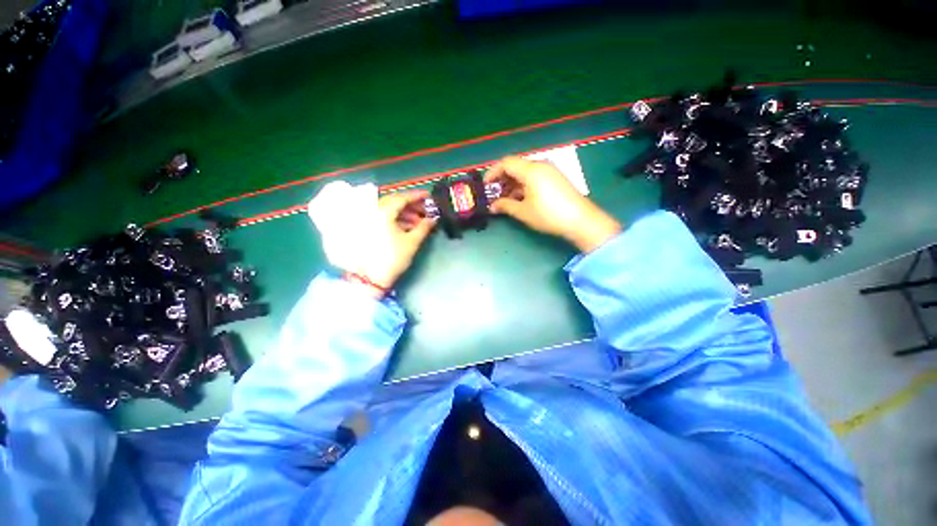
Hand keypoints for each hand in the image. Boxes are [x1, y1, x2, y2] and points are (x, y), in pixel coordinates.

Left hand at [364, 191, 435, 291]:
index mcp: (382, 212)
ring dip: (405, 214)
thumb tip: (433, 219)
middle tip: (426, 211)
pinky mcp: (367, 229)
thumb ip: (424, 227)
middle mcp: (373, 212)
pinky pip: (383, 219)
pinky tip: (408, 227)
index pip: (401, 198)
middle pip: (394, 203)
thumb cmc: (393, 258)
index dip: (417, 196)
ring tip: (419, 222)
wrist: (370, 278)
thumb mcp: (412, 242)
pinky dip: (396, 220)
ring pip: (389, 211)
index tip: (429, 196)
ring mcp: (368, 220)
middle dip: (411, 206)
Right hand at [484, 156, 620, 251]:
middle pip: (515, 166)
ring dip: (512, 184)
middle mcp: (540, 165)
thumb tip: (492, 206)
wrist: (580, 220)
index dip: (492, 173)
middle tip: (494, 195)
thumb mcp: (523, 212)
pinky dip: (524, 185)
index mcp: (531, 170)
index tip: (485, 186)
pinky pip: (534, 176)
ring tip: (506, 200)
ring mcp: (550, 171)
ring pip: (525, 172)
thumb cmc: (548, 215)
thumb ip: (505, 206)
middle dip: (502, 180)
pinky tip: (521, 198)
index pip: (506, 163)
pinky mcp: (556, 178)